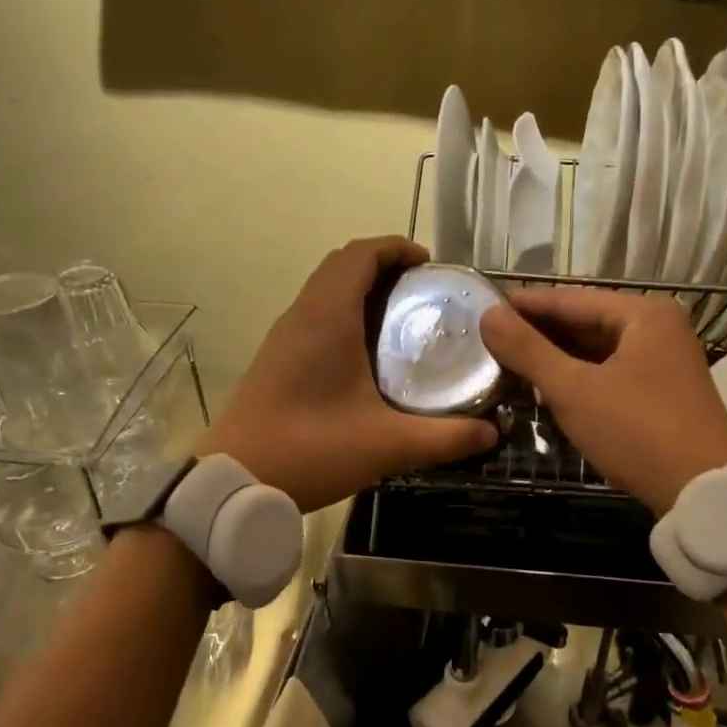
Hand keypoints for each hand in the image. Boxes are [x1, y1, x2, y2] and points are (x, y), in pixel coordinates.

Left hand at [199, 237, 497, 512]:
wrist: (234, 479)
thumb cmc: (311, 450)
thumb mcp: (388, 445)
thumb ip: (445, 438)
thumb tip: (492, 432)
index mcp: (327, 318)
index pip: (360, 254)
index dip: (395, 248)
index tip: (430, 264)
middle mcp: (302, 315)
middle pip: (341, 265)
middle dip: (383, 266)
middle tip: (423, 292)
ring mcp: (283, 337)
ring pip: (324, 290)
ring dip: (360, 290)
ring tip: (402, 319)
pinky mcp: (275, 359)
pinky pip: (314, 316)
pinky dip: (343, 314)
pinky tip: (368, 355)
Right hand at [480, 287, 726, 516]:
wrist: (702, 492)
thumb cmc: (636, 432)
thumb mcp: (574, 390)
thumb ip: (528, 350)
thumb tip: (488, 316)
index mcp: (643, 313)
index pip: (570, 299)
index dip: (523, 305)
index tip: (482, 308)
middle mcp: (658, 327)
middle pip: (585, 322)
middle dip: (538, 335)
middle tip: (488, 341)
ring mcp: (664, 360)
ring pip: (597, 351)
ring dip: (556, 359)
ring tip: (508, 365)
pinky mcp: (662, 391)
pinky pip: (610, 373)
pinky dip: (579, 379)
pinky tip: (546, 389)